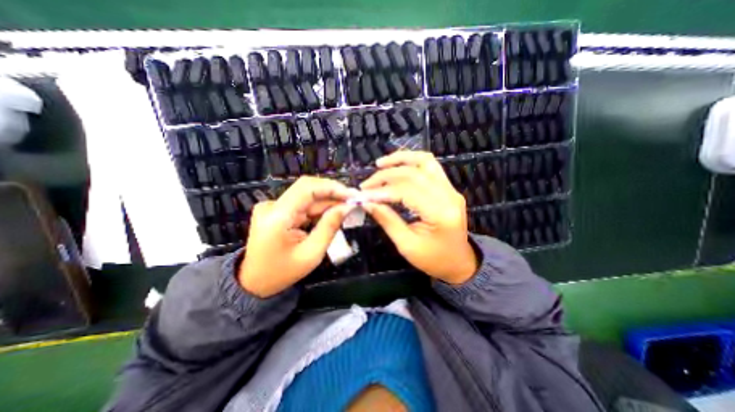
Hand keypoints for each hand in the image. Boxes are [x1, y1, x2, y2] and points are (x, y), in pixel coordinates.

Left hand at [240, 175, 357, 296]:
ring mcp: (273, 207)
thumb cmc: (282, 273)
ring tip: (346, 208)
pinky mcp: (277, 211)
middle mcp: (272, 205)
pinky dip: (319, 209)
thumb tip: (347, 207)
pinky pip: (303, 205)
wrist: (254, 282)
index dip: (331, 187)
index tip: (351, 195)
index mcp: (277, 216)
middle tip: (353, 201)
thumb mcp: (311, 254)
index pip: (307, 188)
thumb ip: (329, 227)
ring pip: (307, 197)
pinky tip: (332, 214)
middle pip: (308, 190)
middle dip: (332, 194)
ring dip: (328, 202)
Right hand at [361, 151, 476, 286]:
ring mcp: (451, 189)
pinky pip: (429, 166)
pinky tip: (397, 166)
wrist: (459, 262)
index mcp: (440, 214)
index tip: (363, 195)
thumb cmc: (434, 260)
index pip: (407, 191)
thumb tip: (368, 203)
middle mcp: (449, 195)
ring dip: (400, 159)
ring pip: (425, 161)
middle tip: (367, 185)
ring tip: (380, 164)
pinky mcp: (448, 188)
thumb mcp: (407, 245)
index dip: (382, 191)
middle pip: (414, 173)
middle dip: (386, 176)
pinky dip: (411, 162)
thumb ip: (387, 220)